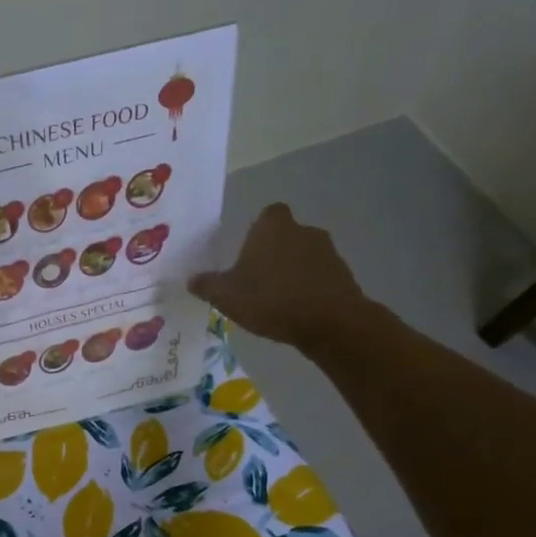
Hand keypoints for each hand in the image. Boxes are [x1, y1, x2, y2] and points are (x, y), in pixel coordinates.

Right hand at [189, 203, 371, 348]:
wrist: (330, 322)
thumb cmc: (271, 299)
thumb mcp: (226, 296)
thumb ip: (206, 285)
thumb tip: (192, 279)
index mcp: (272, 227)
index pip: (267, 214)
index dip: (257, 230)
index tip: (247, 253)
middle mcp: (302, 230)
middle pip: (285, 235)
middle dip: (272, 253)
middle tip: (255, 279)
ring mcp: (327, 251)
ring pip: (303, 255)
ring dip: (291, 271)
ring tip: (276, 299)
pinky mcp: (343, 274)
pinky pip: (319, 275)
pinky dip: (309, 287)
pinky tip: (296, 310)